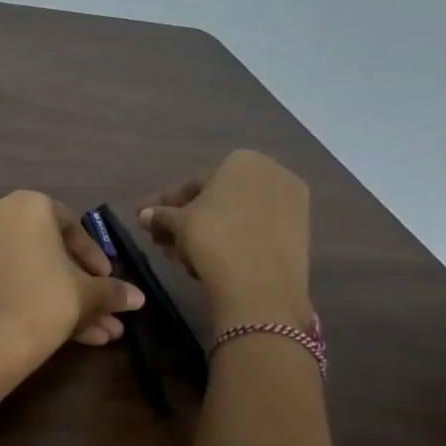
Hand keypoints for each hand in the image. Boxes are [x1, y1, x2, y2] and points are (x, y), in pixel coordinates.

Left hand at [0, 191, 143, 357]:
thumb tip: (138, 297)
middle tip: (106, 310)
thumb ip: (113, 290)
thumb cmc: (47, 297)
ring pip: (34, 272)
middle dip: (82, 286)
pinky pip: (14, 283)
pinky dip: (39, 302)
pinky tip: (74, 337)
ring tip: (101, 334)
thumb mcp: (89, 293)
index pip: (71, 225)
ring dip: (67, 301)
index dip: (94, 257)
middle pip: (50, 252)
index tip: (108, 280)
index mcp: (27, 204)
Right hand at [140, 151, 312, 329]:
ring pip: (236, 217)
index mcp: (241, 161)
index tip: (149, 221)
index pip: (193, 185)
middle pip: (217, 200)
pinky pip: (256, 231)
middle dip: (188, 221)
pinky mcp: (301, 231)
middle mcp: (271, 173)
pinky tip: (209, 260)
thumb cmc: (213, 238)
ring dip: (206, 234)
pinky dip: (232, 241)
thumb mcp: (178, 224)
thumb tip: (143, 215)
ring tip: (182, 257)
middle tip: (163, 241)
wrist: (260, 283)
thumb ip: (160, 215)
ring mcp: (291, 203)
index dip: (166, 205)